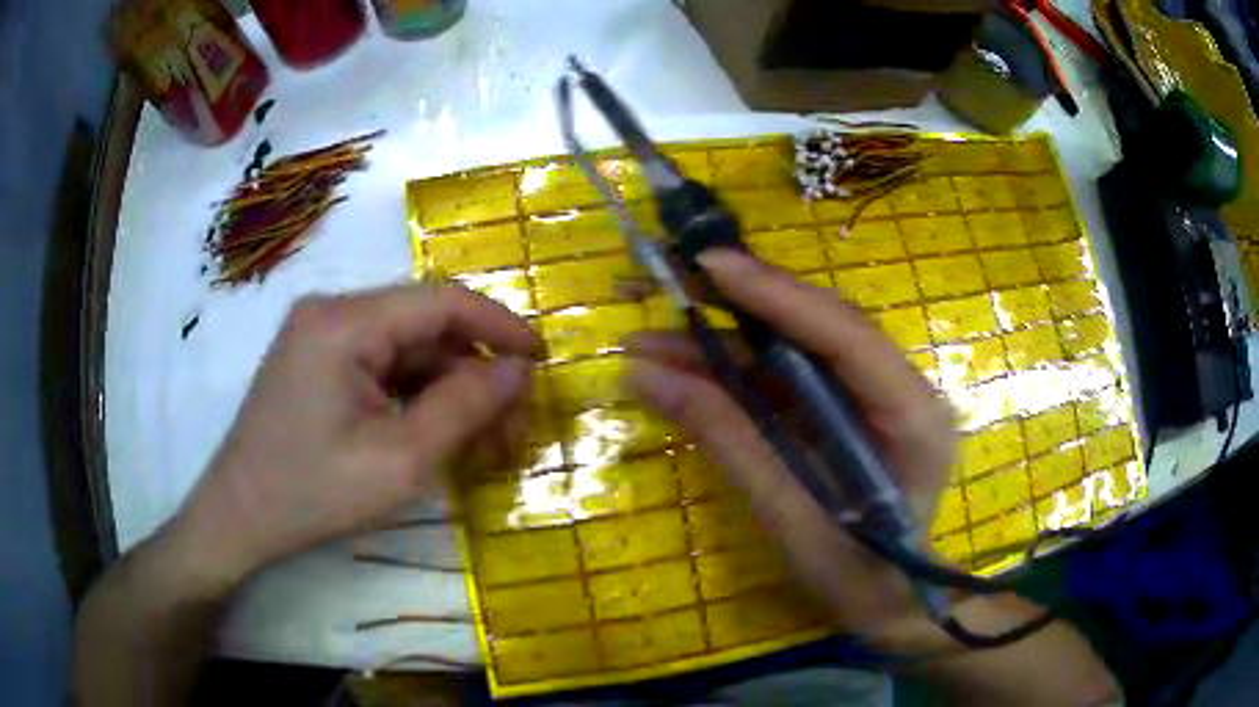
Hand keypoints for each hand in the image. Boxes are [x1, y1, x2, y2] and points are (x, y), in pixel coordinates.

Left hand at [169, 284, 542, 584]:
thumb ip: (465, 407)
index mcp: (344, 322)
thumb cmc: (312, 495)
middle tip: (512, 432)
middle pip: (426, 328)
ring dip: (450, 393)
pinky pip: (383, 368)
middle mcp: (333, 312)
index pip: (441, 301)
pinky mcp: (319, 362)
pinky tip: (439, 437)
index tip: (543, 361)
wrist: (239, 519)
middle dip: (476, 376)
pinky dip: (417, 399)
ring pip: (408, 351)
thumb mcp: (399, 461)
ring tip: (482, 447)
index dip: (500, 327)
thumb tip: (520, 369)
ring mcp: (322, 336)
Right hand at [626, 249, 954, 639]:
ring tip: (650, 341)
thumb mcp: (790, 516)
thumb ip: (729, 440)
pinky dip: (736, 371)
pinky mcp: (849, 408)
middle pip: (820, 325)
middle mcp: (901, 388)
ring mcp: (875, 395)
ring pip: (798, 347)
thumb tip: (646, 377)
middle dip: (741, 303)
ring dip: (725, 340)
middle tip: (667, 284)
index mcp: (911, 414)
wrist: (893, 601)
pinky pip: (790, 377)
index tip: (709, 266)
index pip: (845, 334)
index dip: (777, 294)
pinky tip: (684, 371)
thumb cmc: (856, 575)